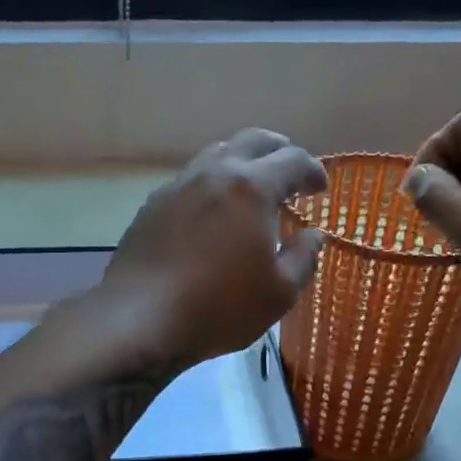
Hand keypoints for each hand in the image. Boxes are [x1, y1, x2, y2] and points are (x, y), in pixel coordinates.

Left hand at [102, 129, 327, 365]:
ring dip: (240, 162)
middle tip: (289, 171)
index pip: (293, 160)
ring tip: (249, 188)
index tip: (320, 189)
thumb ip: (303, 257)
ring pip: (215, 154)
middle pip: (252, 141)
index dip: (313, 171)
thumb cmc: (220, 307)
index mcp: (252, 188)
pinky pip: (188, 181)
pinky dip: (209, 185)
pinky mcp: (151, 206)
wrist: (140, 319)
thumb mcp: (279, 293)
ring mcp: (177, 186)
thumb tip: (313, 235)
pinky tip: (209, 212)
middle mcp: (214, 174)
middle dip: (278, 150)